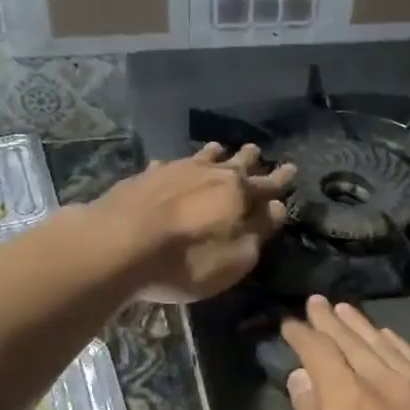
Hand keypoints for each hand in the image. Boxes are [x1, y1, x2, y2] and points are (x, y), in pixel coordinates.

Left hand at [93, 143, 295, 302]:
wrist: (118, 245)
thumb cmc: (187, 260)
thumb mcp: (236, 258)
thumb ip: (259, 232)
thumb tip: (278, 208)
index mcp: (238, 192)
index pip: (268, 183)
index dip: (281, 179)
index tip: (292, 169)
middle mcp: (209, 173)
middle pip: (235, 162)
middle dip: (249, 158)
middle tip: (256, 150)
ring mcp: (174, 171)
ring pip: (200, 157)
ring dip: (214, 154)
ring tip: (219, 148)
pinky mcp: (144, 177)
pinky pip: (167, 166)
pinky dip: (175, 166)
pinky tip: (168, 166)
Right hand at [281, 296, 409, 409]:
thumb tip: (302, 378)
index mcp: (347, 401)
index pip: (319, 352)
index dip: (302, 335)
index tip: (290, 325)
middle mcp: (384, 383)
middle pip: (352, 341)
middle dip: (330, 321)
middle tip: (316, 303)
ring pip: (385, 345)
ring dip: (362, 326)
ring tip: (345, 310)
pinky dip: (397, 343)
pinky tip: (388, 336)